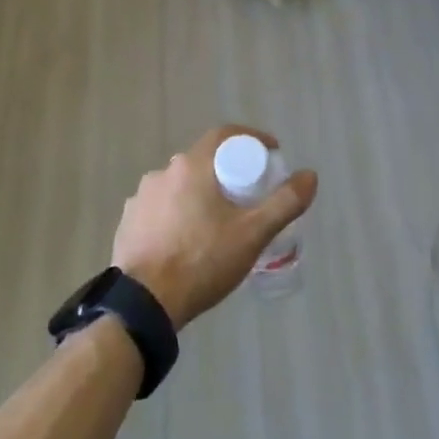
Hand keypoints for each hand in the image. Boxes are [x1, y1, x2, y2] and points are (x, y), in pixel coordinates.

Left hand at [112, 126, 317, 330]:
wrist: (144, 303)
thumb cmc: (202, 261)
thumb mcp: (252, 234)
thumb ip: (284, 203)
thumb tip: (309, 175)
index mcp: (190, 166)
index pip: (224, 135)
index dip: (251, 139)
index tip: (270, 155)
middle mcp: (161, 173)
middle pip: (202, 161)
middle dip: (227, 172)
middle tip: (248, 197)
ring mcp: (140, 198)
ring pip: (180, 186)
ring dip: (200, 195)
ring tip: (217, 224)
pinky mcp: (128, 222)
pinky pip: (160, 208)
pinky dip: (177, 215)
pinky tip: (187, 240)